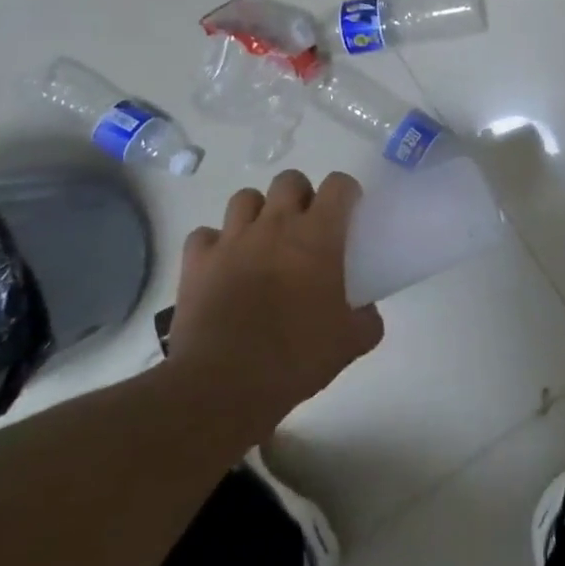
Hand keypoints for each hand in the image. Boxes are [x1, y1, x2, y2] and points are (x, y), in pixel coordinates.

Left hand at [164, 170, 383, 440]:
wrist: (224, 385)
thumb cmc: (295, 357)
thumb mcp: (350, 344)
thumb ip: (367, 320)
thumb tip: (367, 312)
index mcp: (317, 235)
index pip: (338, 185)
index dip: (346, 193)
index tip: (348, 213)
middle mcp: (275, 225)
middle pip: (289, 180)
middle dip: (300, 196)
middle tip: (305, 227)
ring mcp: (232, 239)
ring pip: (245, 198)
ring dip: (257, 213)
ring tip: (262, 241)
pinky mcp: (197, 261)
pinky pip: (205, 235)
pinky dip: (215, 244)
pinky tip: (223, 264)